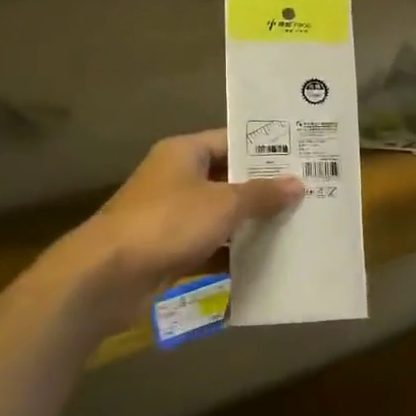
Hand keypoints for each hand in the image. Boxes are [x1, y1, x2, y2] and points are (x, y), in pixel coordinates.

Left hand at [72, 131, 303, 313]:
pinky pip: (209, 245)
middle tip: (308, 194)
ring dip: (250, 223)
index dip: (266, 148)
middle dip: (264, 189)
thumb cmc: (168, 222)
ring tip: (296, 227)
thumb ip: (262, 194)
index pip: (232, 141)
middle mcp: (176, 178)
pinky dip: (232, 253)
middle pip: (228, 178)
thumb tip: (298, 183)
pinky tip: (266, 261)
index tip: (302, 158)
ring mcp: (171, 215)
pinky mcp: (169, 249)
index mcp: (184, 153)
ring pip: (220, 214)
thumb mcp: (223, 204)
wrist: (108, 275)